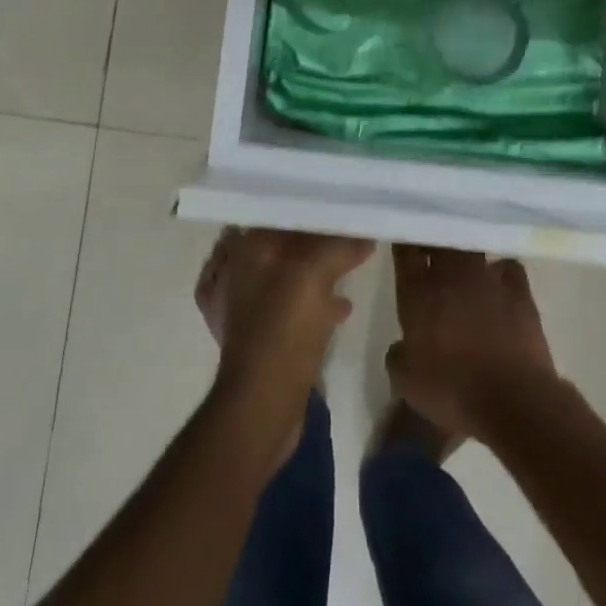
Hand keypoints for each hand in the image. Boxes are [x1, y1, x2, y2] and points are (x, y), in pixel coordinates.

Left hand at [199, 228, 372, 463]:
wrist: (263, 404)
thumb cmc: (283, 330)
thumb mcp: (315, 276)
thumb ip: (340, 246)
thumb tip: (365, 233)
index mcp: (246, 250)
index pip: (280, 212)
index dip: (312, 206)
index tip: (344, 201)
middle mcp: (241, 271)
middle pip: (286, 242)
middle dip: (318, 237)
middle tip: (353, 228)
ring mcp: (248, 305)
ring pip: (290, 273)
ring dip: (318, 268)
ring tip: (353, 260)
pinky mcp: (263, 334)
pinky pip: (294, 304)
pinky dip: (316, 299)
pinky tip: (342, 304)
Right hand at [387, 245, 560, 443]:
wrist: (513, 399)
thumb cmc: (452, 390)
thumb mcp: (407, 382)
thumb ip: (398, 356)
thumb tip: (401, 346)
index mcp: (418, 291)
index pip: (406, 249)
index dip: (404, 242)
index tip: (405, 243)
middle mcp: (451, 274)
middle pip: (440, 239)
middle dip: (435, 239)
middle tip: (431, 249)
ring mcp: (488, 278)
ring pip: (473, 248)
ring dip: (466, 253)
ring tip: (464, 265)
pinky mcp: (519, 290)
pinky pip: (508, 267)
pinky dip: (501, 271)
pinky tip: (499, 283)